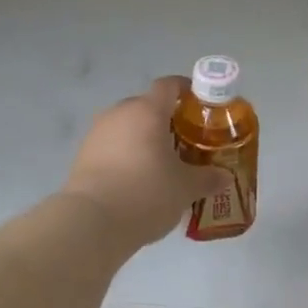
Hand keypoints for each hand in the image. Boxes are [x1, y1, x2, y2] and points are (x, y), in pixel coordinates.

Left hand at [62, 76, 228, 249]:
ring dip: (145, 139)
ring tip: (163, 164)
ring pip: (128, 127)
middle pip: (148, 106)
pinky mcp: (83, 155)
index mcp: (147, 111)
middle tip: (186, 143)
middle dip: (168, 121)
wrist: (92, 222)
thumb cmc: (147, 193)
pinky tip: (138, 179)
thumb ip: (207, 178)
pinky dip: (127, 155)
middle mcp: (120, 113)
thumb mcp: (186, 188)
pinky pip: (112, 145)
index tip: (202, 106)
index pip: (169, 85)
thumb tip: (224, 176)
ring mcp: (97, 133)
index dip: (187, 90)